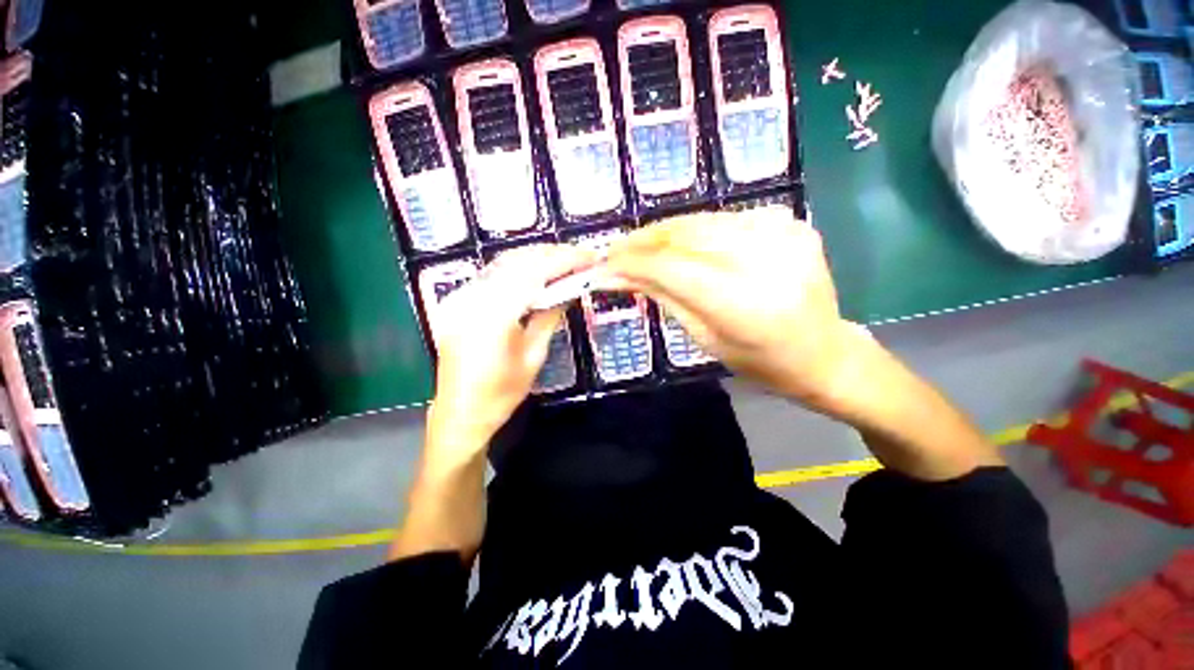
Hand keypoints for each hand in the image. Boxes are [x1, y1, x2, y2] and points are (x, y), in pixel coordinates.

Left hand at [427, 244, 593, 460]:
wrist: (460, 413)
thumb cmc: (501, 393)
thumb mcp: (533, 356)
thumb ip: (550, 316)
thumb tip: (571, 289)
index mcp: (492, 317)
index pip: (534, 274)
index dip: (564, 261)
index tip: (589, 256)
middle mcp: (471, 299)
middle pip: (516, 261)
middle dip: (551, 254)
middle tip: (580, 257)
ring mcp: (459, 298)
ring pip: (502, 263)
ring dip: (535, 258)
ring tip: (563, 261)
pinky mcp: (457, 301)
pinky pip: (491, 274)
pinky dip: (517, 268)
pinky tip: (535, 272)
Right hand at [602, 207, 869, 413]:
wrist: (822, 351)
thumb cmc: (759, 361)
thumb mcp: (703, 338)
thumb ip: (663, 296)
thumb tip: (617, 274)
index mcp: (744, 304)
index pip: (672, 268)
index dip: (632, 262)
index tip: (604, 265)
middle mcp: (766, 260)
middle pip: (685, 236)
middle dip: (642, 241)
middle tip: (616, 250)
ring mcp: (784, 233)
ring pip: (702, 221)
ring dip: (663, 231)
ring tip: (639, 244)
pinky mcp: (790, 222)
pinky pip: (726, 219)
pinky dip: (695, 229)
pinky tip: (679, 241)